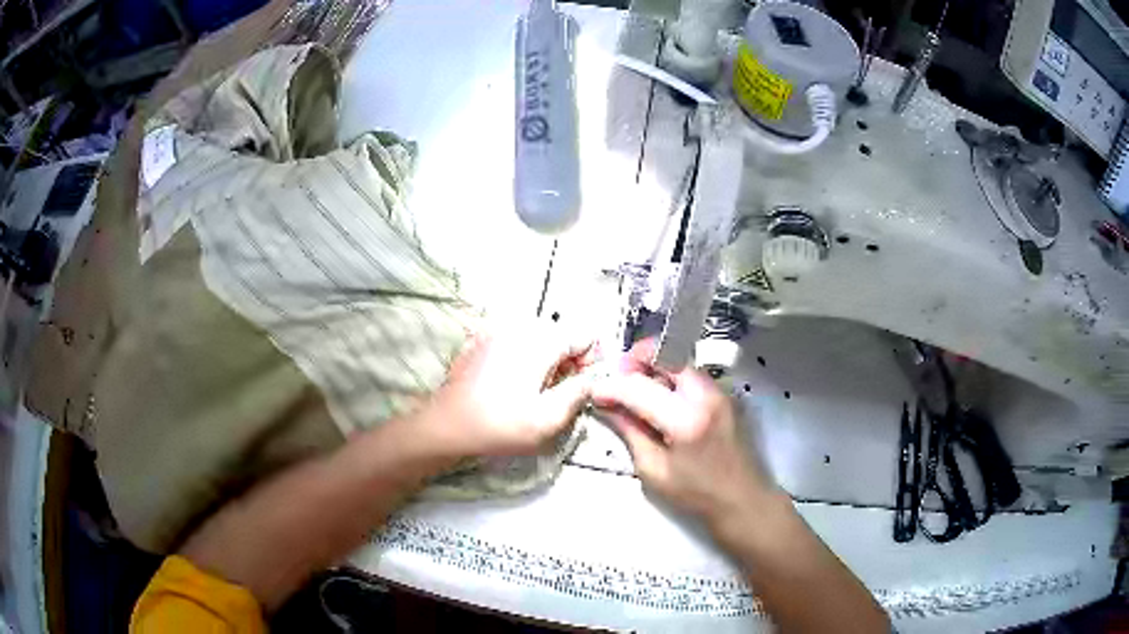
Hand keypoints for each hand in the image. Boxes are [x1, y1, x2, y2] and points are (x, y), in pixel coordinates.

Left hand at [419, 324, 597, 459]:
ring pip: (537, 339)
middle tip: (555, 395)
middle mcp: (518, 327)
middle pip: (560, 335)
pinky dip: (521, 359)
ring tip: (532, 392)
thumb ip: (579, 393)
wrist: (447, 426)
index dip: (590, 362)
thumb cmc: (500, 425)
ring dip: (544, 361)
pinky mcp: (479, 342)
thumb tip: (592, 379)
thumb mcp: (549, 419)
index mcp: (539, 341)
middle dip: (567, 362)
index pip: (583, 336)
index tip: (580, 389)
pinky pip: (514, 343)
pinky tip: (510, 385)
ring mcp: (495, 331)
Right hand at [591, 340, 771, 525]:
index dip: (612, 387)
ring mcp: (719, 391)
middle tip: (618, 378)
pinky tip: (660, 397)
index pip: (639, 387)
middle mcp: (706, 395)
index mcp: (686, 420)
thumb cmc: (696, 493)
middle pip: (666, 356)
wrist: (742, 498)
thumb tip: (608, 406)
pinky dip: (671, 375)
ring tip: (636, 388)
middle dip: (637, 360)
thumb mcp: (653, 470)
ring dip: (654, 366)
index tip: (595, 393)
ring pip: (680, 360)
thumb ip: (630, 432)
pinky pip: (692, 373)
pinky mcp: (724, 395)